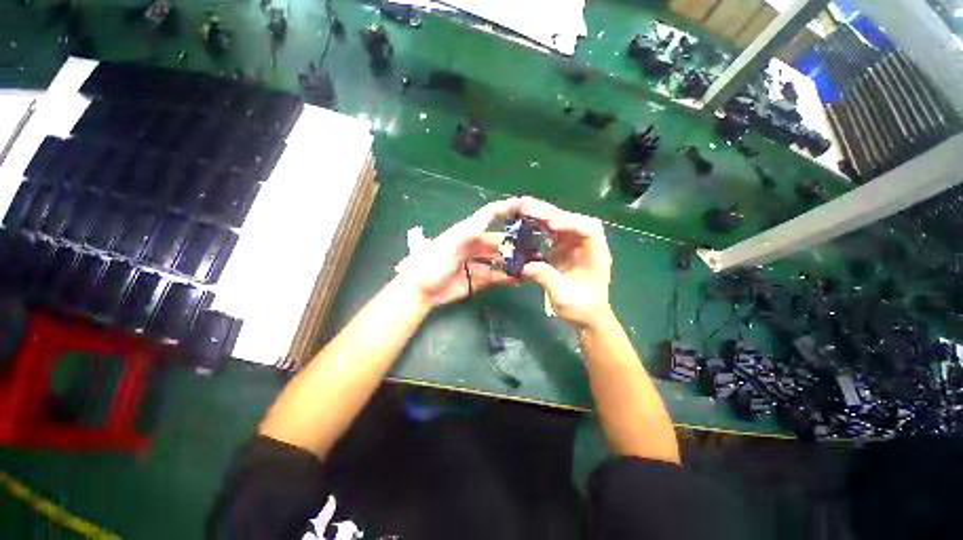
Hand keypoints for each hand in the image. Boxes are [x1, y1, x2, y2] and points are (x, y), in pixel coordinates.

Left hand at [395, 198, 522, 307]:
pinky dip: (508, 278)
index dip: (505, 209)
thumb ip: (470, 230)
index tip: (524, 205)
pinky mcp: (478, 279)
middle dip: (515, 244)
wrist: (421, 290)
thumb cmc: (433, 262)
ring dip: (514, 262)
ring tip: (532, 265)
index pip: (490, 216)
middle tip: (535, 248)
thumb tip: (490, 213)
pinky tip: (520, 280)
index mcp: (468, 232)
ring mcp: (477, 263)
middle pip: (499, 242)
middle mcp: (475, 246)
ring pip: (500, 260)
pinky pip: (496, 277)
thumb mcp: (451, 243)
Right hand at [518, 197, 612, 327]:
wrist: (587, 318)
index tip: (551, 225)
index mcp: (595, 254)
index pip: (588, 229)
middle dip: (550, 213)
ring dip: (543, 216)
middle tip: (527, 207)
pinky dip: (539, 227)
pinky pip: (551, 233)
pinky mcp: (563, 251)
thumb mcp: (563, 295)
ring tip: (523, 210)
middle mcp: (586, 245)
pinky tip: (526, 223)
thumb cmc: (582, 309)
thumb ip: (544, 277)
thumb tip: (523, 265)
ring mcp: (574, 246)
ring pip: (560, 224)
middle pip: (571, 220)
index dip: (570, 223)